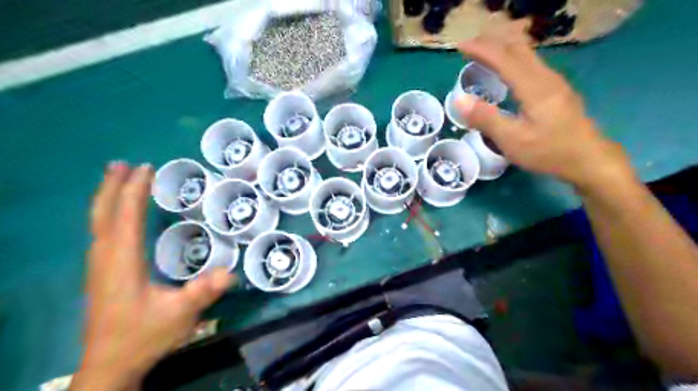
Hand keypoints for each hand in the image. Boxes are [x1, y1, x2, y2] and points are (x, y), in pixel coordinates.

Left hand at [72, 162, 233, 390]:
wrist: (110, 364)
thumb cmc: (144, 335)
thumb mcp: (180, 314)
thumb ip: (203, 291)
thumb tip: (230, 272)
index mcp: (122, 262)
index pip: (125, 217)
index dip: (134, 191)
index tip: (145, 168)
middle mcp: (105, 259)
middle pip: (103, 215)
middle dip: (112, 187)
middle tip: (122, 163)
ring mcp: (99, 267)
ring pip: (98, 224)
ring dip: (108, 198)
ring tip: (117, 179)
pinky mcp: (101, 274)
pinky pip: (101, 234)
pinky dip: (108, 215)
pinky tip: (117, 215)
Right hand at [457, 20, 636, 191]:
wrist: (589, 159)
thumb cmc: (549, 152)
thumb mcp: (512, 140)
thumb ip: (486, 119)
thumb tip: (459, 99)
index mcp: (534, 87)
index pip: (504, 58)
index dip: (481, 49)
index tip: (460, 47)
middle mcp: (545, 77)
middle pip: (518, 48)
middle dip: (491, 42)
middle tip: (469, 47)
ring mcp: (554, 82)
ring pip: (526, 54)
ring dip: (502, 48)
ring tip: (482, 53)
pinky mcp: (556, 90)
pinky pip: (530, 64)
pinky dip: (512, 59)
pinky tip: (506, 70)